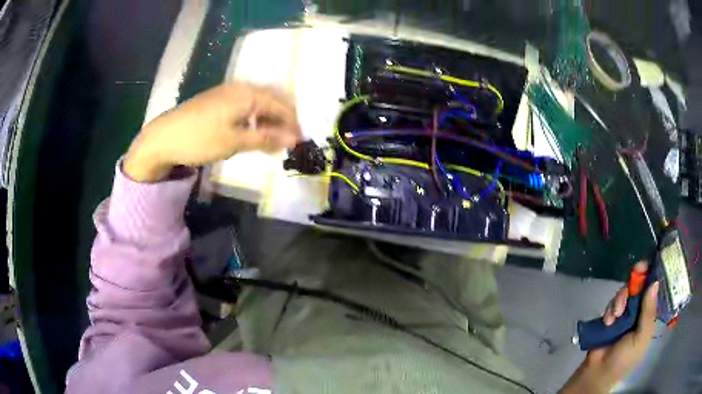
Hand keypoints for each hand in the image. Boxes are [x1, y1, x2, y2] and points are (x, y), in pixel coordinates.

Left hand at [124, 83, 301, 181]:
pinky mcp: (218, 99)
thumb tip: (294, 140)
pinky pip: (245, 105)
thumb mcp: (234, 141)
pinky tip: (252, 131)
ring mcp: (228, 92)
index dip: (293, 124)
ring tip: (271, 140)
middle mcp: (241, 87)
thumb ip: (265, 139)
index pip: (281, 106)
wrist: (163, 137)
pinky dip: (254, 118)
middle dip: (283, 120)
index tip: (301, 142)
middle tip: (288, 141)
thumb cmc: (200, 139)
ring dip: (268, 120)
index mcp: (248, 94)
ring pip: (258, 102)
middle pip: (272, 100)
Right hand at [560, 261, 659, 393]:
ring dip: (620, 299)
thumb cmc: (625, 358)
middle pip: (641, 285)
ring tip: (615, 315)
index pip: (655, 289)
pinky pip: (613, 302)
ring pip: (626, 292)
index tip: (649, 264)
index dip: (654, 275)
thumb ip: (648, 312)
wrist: (599, 371)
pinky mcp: (612, 315)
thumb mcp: (641, 337)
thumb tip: (655, 282)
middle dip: (635, 283)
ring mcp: (626, 313)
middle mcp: (640, 310)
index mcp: (650, 315)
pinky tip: (608, 320)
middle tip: (632, 280)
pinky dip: (611, 308)